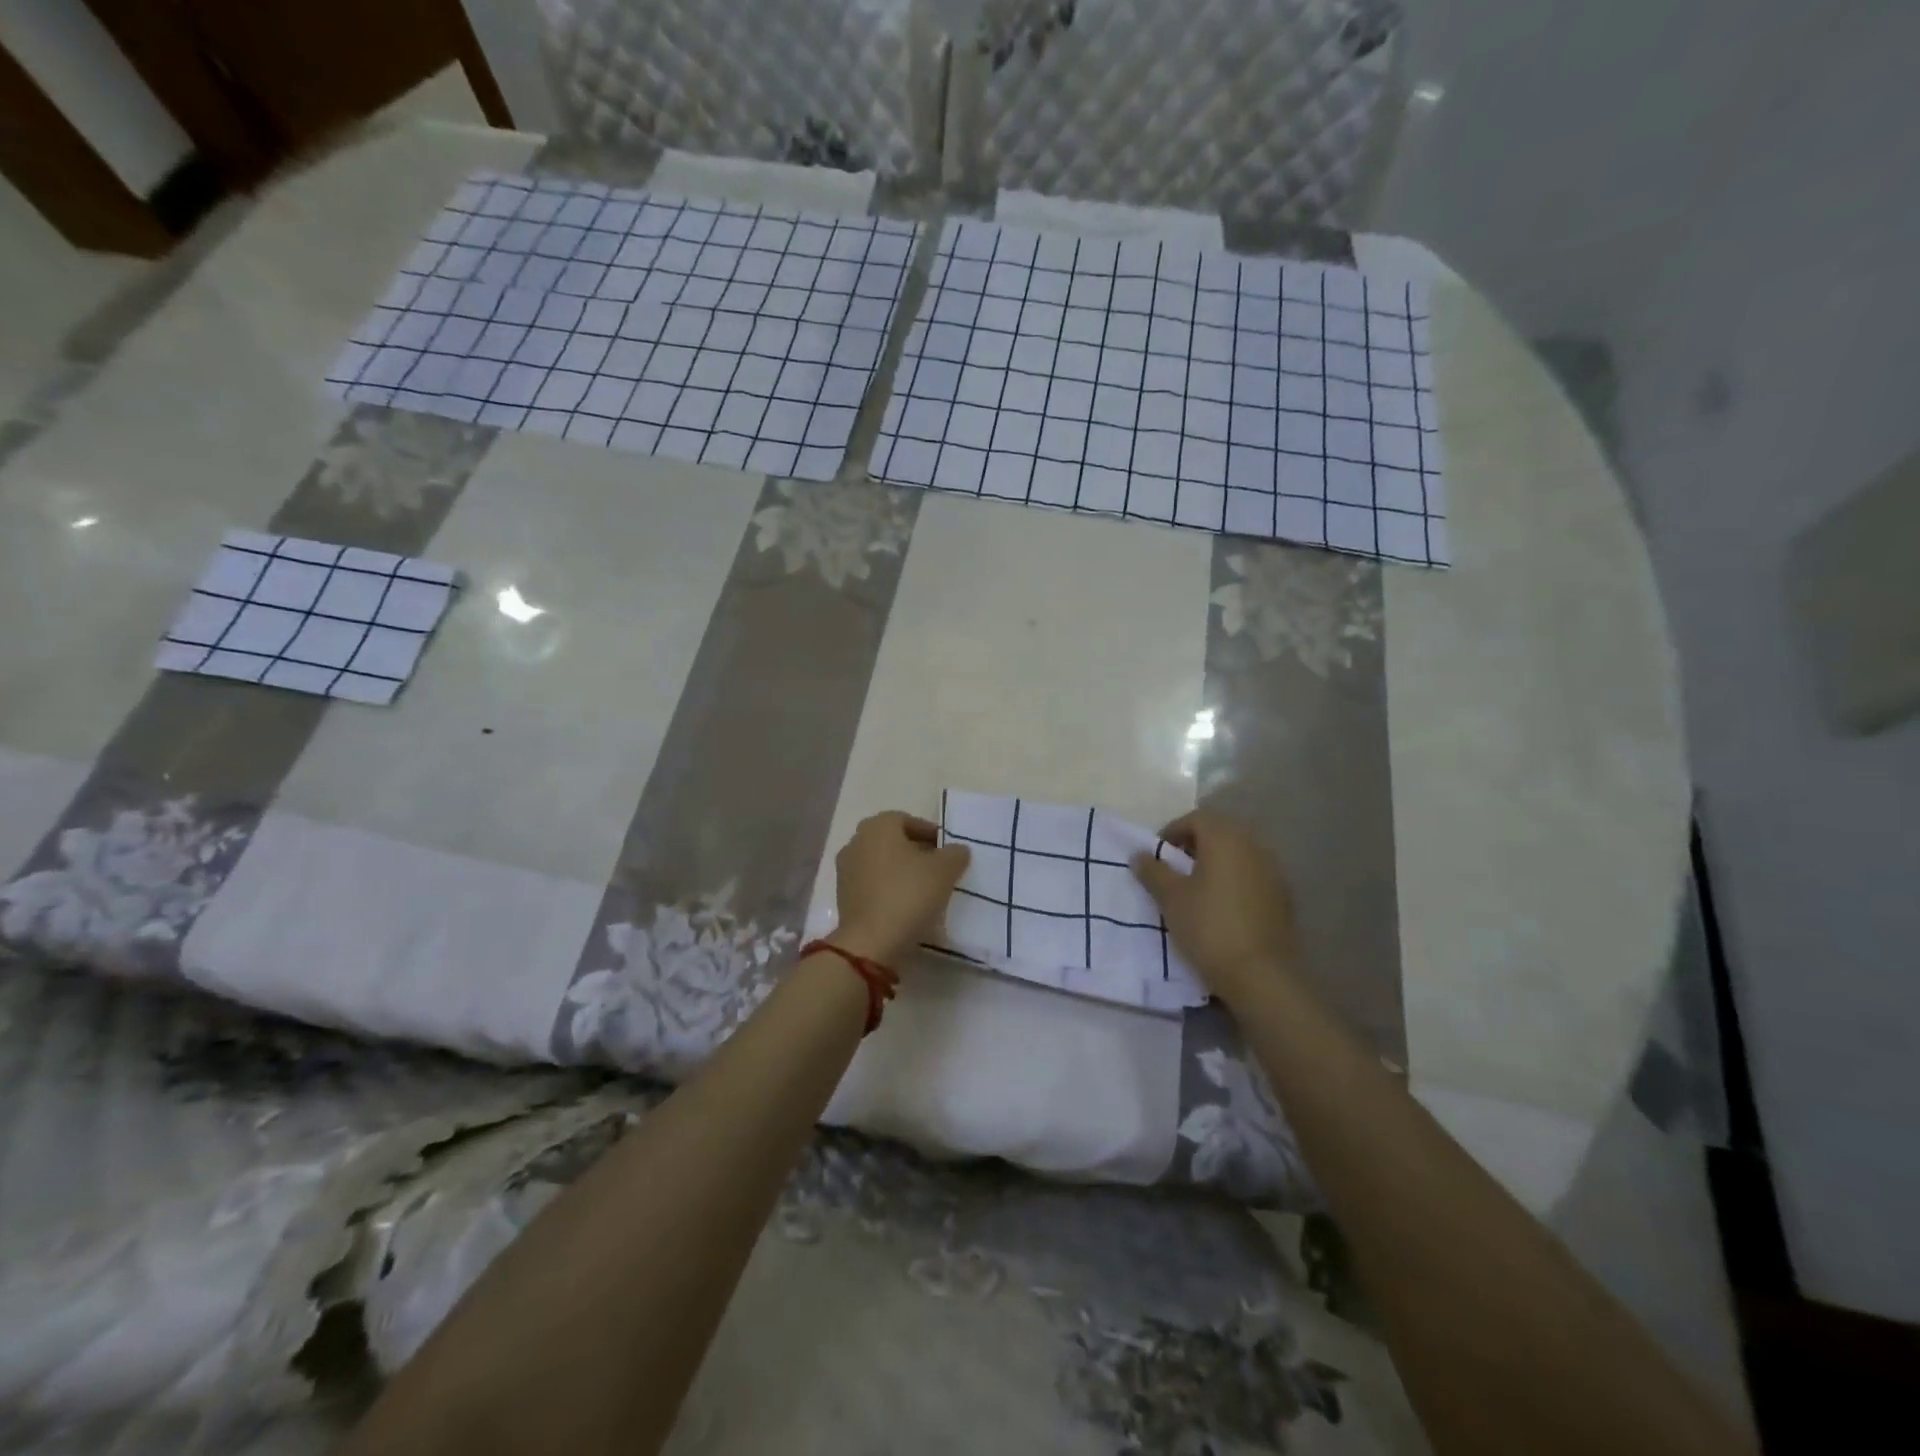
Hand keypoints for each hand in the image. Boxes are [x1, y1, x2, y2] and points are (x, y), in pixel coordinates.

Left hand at [832, 812, 970, 964]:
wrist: (870, 942)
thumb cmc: (908, 894)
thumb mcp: (944, 871)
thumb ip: (955, 854)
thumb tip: (957, 850)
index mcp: (878, 826)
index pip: (908, 820)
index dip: (931, 833)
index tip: (948, 851)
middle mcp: (856, 841)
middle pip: (893, 841)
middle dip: (916, 851)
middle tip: (939, 868)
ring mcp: (846, 870)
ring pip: (882, 863)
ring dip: (902, 871)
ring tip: (925, 889)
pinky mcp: (843, 896)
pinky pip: (872, 884)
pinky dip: (889, 888)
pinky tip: (906, 905)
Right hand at [1132, 809, 1300, 1006]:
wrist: (1260, 974)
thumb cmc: (1208, 927)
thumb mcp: (1170, 898)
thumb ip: (1153, 871)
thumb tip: (1140, 854)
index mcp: (1224, 839)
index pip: (1196, 819)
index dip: (1172, 831)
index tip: (1158, 855)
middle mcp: (1253, 846)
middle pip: (1220, 832)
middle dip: (1195, 844)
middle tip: (1175, 867)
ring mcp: (1273, 871)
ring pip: (1239, 853)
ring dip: (1217, 861)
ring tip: (1198, 887)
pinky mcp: (1283, 896)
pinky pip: (1253, 875)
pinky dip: (1235, 879)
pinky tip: (1223, 905)